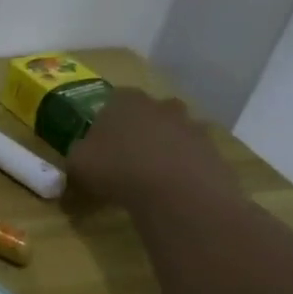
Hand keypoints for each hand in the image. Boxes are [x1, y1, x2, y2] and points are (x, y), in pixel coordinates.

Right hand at [70, 87, 238, 210]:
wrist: (179, 195)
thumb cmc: (118, 169)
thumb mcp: (78, 163)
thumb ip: (78, 154)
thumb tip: (82, 156)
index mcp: (126, 101)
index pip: (114, 98)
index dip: (106, 118)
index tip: (100, 139)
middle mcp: (161, 106)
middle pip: (150, 112)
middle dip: (141, 128)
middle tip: (127, 153)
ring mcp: (193, 128)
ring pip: (174, 133)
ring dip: (165, 147)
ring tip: (150, 175)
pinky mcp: (214, 153)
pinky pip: (193, 157)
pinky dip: (184, 168)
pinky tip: (172, 190)